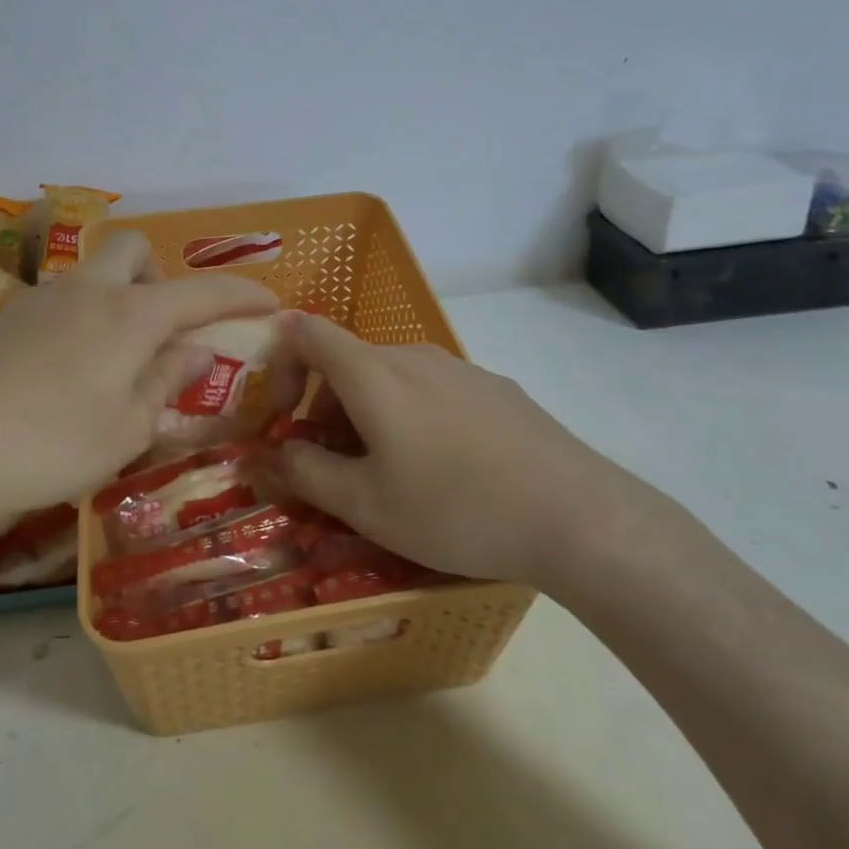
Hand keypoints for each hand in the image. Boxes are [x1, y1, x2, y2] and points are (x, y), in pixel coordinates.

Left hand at [0, 233, 278, 542]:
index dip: (242, 294)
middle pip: (134, 249)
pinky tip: (70, 371)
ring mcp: (39, 301)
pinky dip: (85, 319)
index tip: (271, 302)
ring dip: (120, 298)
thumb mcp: (127, 427)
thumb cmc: (51, 445)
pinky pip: (62, 301)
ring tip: (118, 359)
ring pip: (93, 274)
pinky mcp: (4, 321)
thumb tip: (197, 350)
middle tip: (166, 327)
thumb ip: (167, 380)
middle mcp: (86, 291)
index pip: (201, 292)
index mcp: (129, 314)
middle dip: (162, 275)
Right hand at [276, 314, 637, 588]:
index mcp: (372, 373)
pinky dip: (412, 417)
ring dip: (368, 416)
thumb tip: (270, 453)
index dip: (279, 362)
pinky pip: (433, 391)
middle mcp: (413, 356)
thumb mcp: (365, 504)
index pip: (306, 332)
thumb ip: (306, 472)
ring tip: (390, 477)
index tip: (281, 415)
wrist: (577, 516)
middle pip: (348, 363)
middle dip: (324, 408)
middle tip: (334, 467)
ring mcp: (460, 369)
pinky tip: (446, 472)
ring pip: (391, 379)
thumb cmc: (454, 508)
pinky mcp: (495, 389)